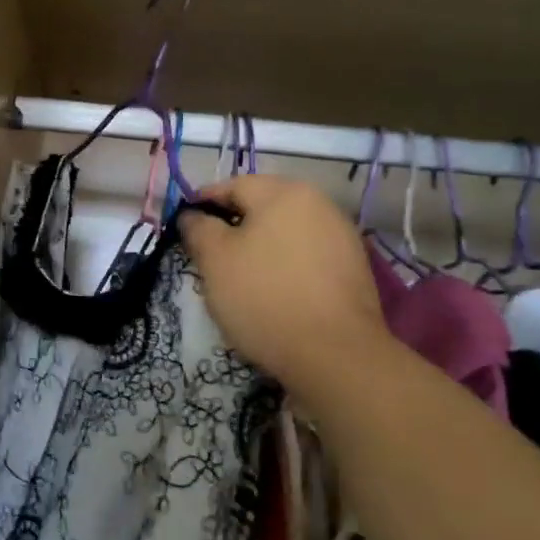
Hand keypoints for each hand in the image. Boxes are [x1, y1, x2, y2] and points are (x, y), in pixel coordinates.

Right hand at [178, 174, 386, 391]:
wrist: (334, 354)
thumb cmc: (263, 297)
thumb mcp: (215, 260)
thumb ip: (199, 229)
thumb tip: (192, 215)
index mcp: (283, 193)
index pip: (233, 185)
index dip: (204, 202)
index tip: (186, 225)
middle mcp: (318, 203)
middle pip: (264, 205)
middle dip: (234, 224)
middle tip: (209, 252)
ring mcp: (341, 235)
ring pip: (286, 230)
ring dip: (261, 244)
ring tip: (240, 273)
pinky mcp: (354, 267)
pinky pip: (307, 254)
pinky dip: (285, 263)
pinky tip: (273, 288)